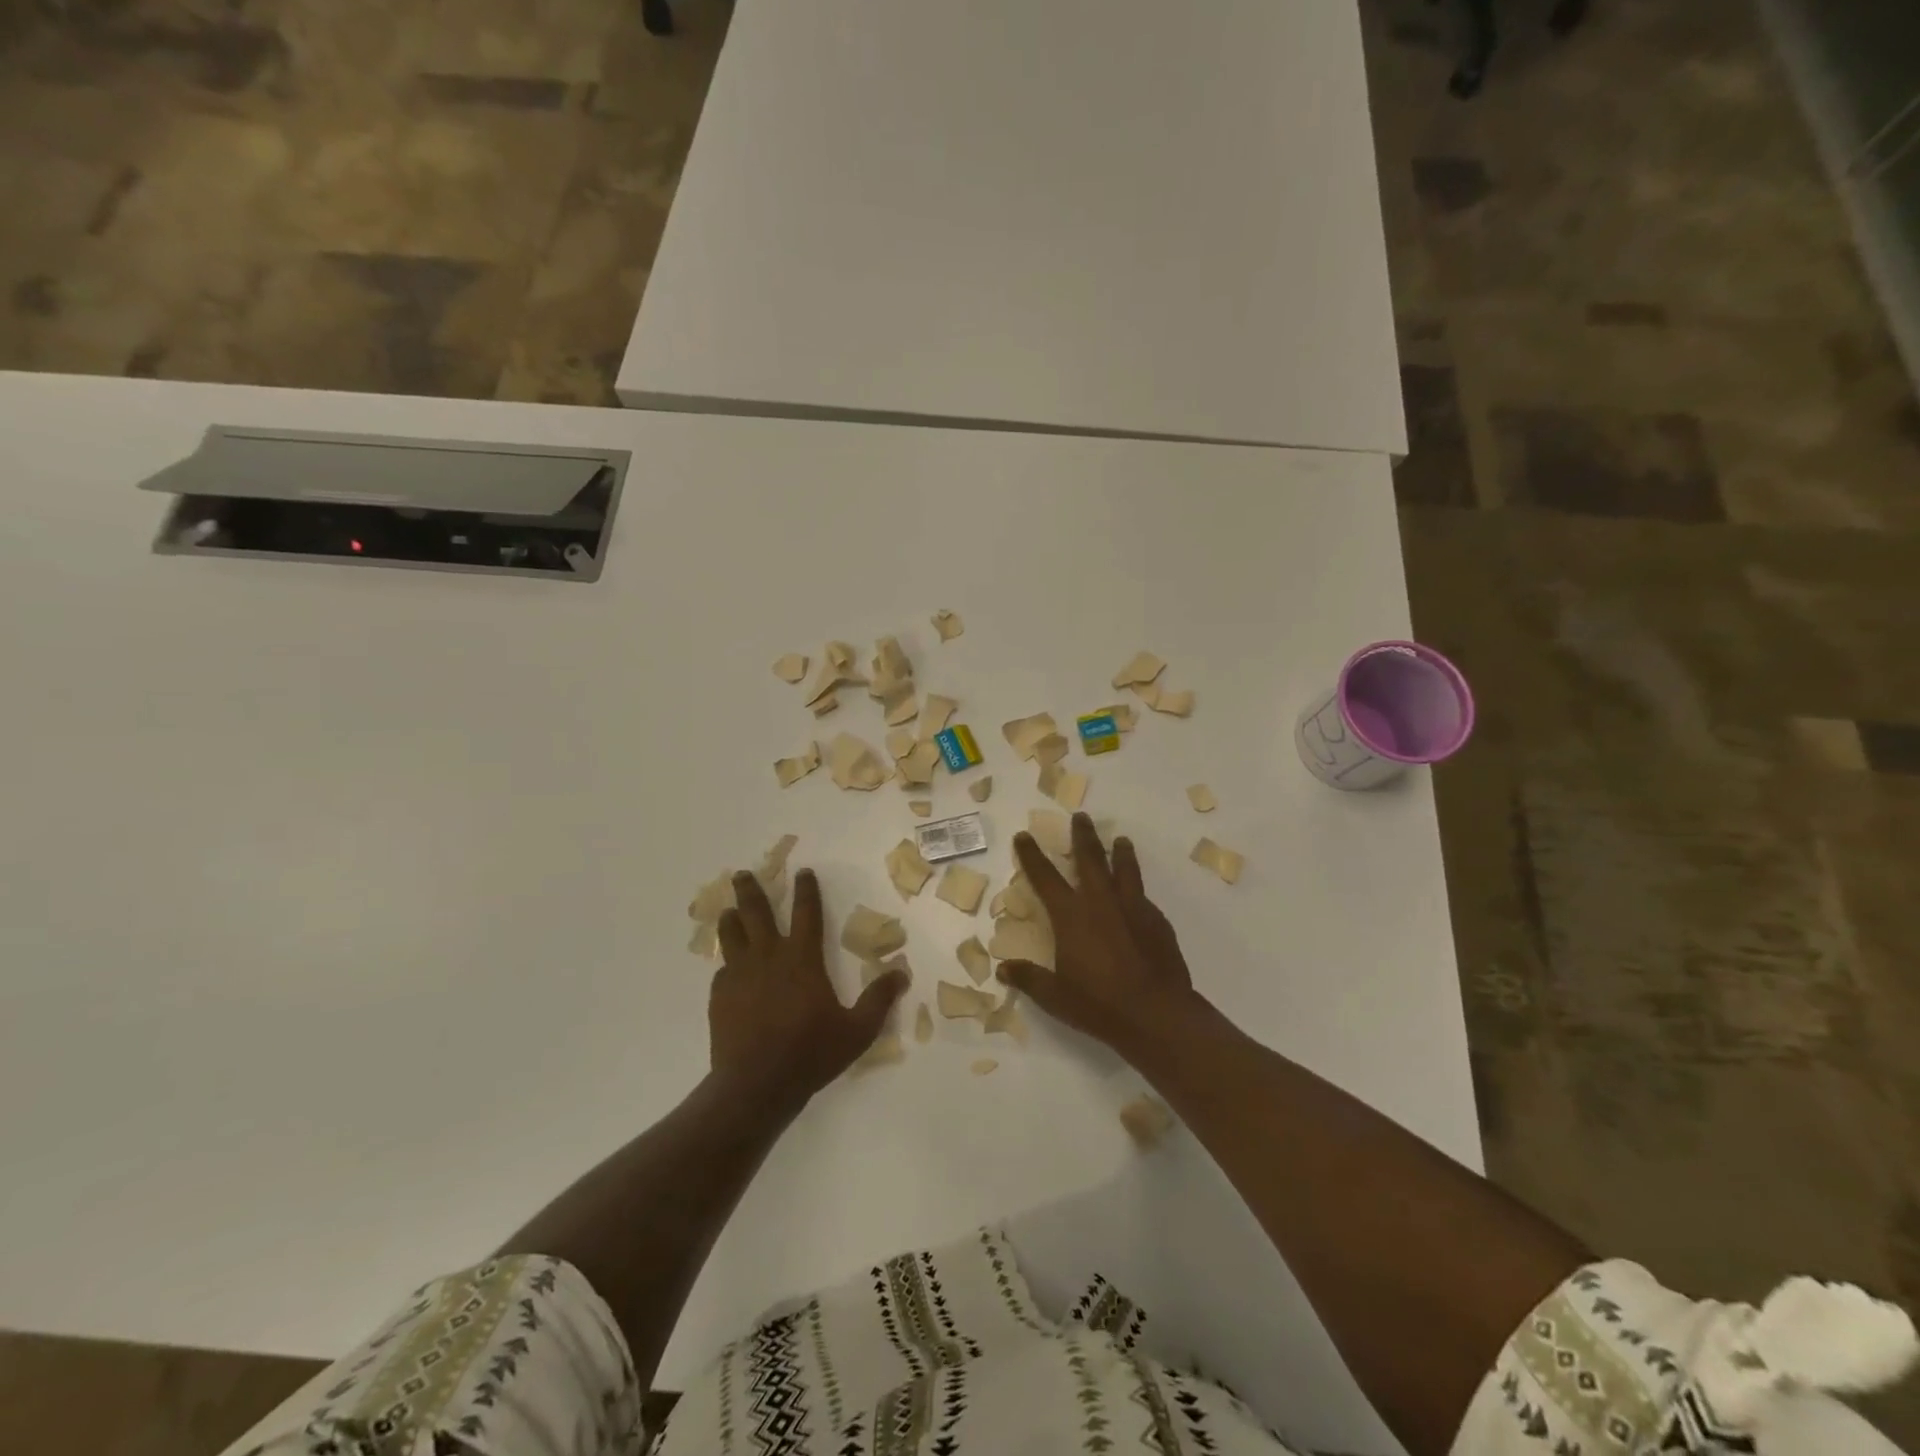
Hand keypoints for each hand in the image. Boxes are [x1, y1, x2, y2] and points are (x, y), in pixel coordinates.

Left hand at [710, 867, 906, 1108]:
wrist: (756, 1085)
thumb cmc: (810, 1053)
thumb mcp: (857, 1030)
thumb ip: (879, 1000)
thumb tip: (902, 973)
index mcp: (802, 959)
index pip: (807, 912)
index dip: (806, 890)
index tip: (803, 872)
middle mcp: (769, 957)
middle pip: (757, 912)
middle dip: (751, 889)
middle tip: (744, 874)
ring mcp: (740, 975)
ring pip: (731, 935)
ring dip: (731, 918)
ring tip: (728, 910)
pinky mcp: (720, 996)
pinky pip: (722, 970)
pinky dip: (727, 964)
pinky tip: (727, 969)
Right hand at [998, 812, 1197, 1060]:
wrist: (1156, 1014)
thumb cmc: (1099, 1004)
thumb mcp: (1055, 996)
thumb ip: (1029, 979)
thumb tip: (1003, 969)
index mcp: (1071, 916)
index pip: (1045, 877)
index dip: (1032, 855)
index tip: (1025, 835)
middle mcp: (1100, 902)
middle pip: (1090, 859)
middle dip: (1083, 835)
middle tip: (1081, 816)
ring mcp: (1132, 908)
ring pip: (1125, 869)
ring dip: (1120, 852)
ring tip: (1121, 840)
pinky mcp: (1157, 921)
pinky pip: (1143, 897)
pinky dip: (1137, 889)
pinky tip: (1138, 896)